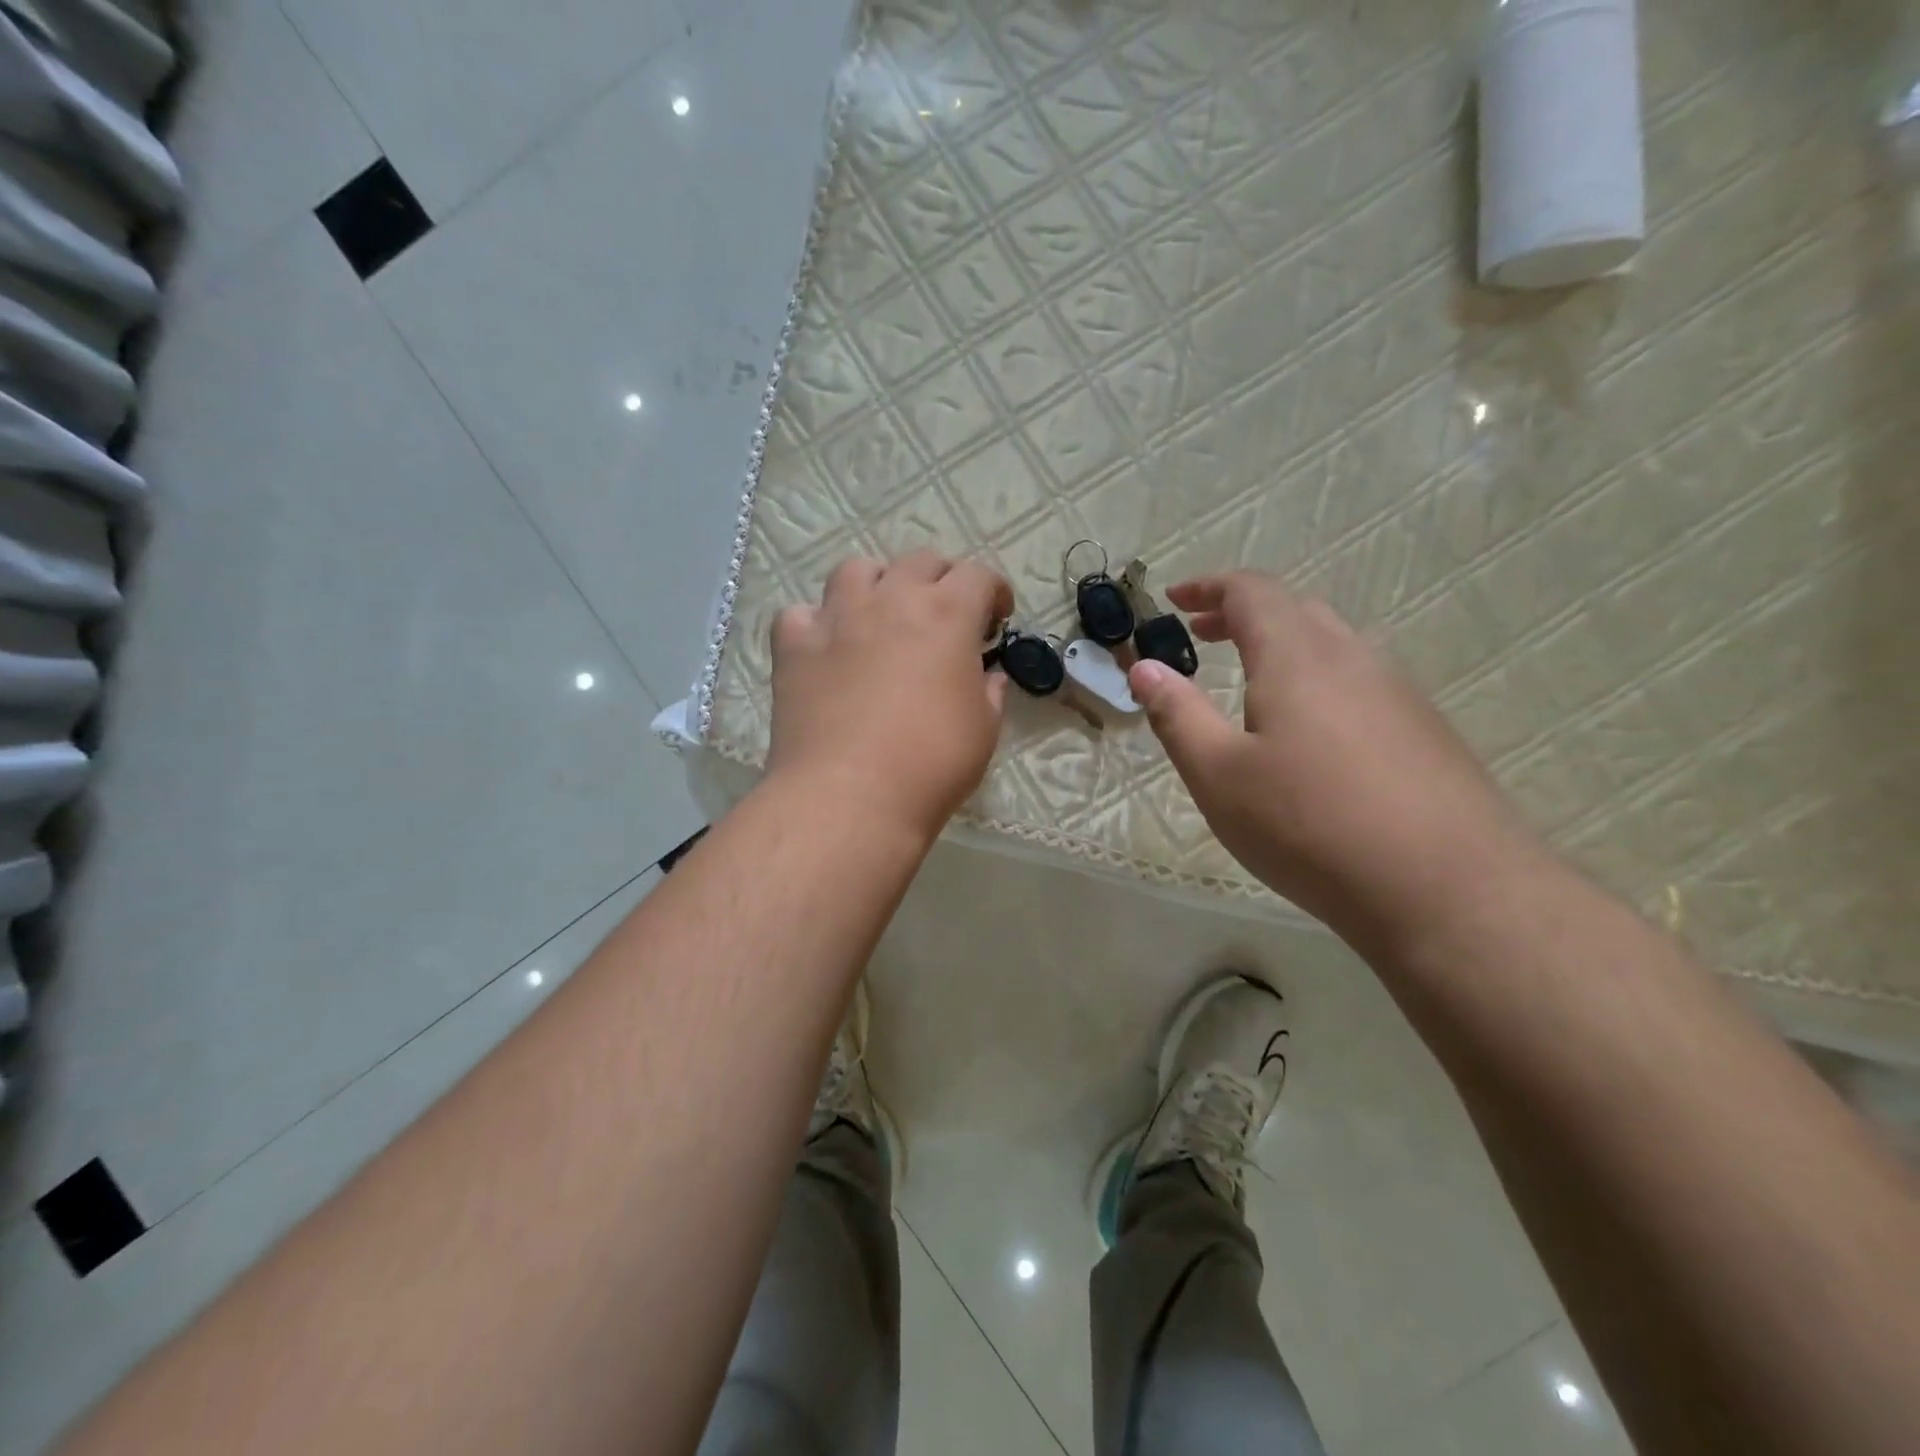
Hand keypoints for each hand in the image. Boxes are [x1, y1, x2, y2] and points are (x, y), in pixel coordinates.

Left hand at [767, 550, 1013, 842]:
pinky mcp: (795, 646)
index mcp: (947, 614)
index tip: (996, 619)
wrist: (849, 795)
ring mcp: (837, 618)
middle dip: (941, 581)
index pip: (979, 575)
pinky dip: (816, 622)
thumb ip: (989, 693)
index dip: (994, 591)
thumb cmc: (931, 763)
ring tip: (882, 614)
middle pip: (920, 562)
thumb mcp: (983, 730)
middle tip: (946, 616)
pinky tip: (826, 646)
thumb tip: (988, 677)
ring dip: (877, 584)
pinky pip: (801, 613)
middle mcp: (891, 600)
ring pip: (856, 570)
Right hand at [1127, 572, 1538, 940]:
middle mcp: (1353, 658)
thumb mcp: (1219, 775)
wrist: (1449, 890)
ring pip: (1333, 645)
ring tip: (1250, 684)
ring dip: (1283, 646)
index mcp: (1297, 657)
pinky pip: (1360, 682)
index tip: (1174, 598)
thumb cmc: (1310, 826)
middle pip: (1295, 609)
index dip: (1208, 586)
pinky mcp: (1426, 731)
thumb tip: (1143, 667)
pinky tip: (1310, 735)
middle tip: (1203, 635)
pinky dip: (1317, 680)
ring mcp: (1398, 693)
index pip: (1251, 591)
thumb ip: (1177, 715)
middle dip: (1242, 613)